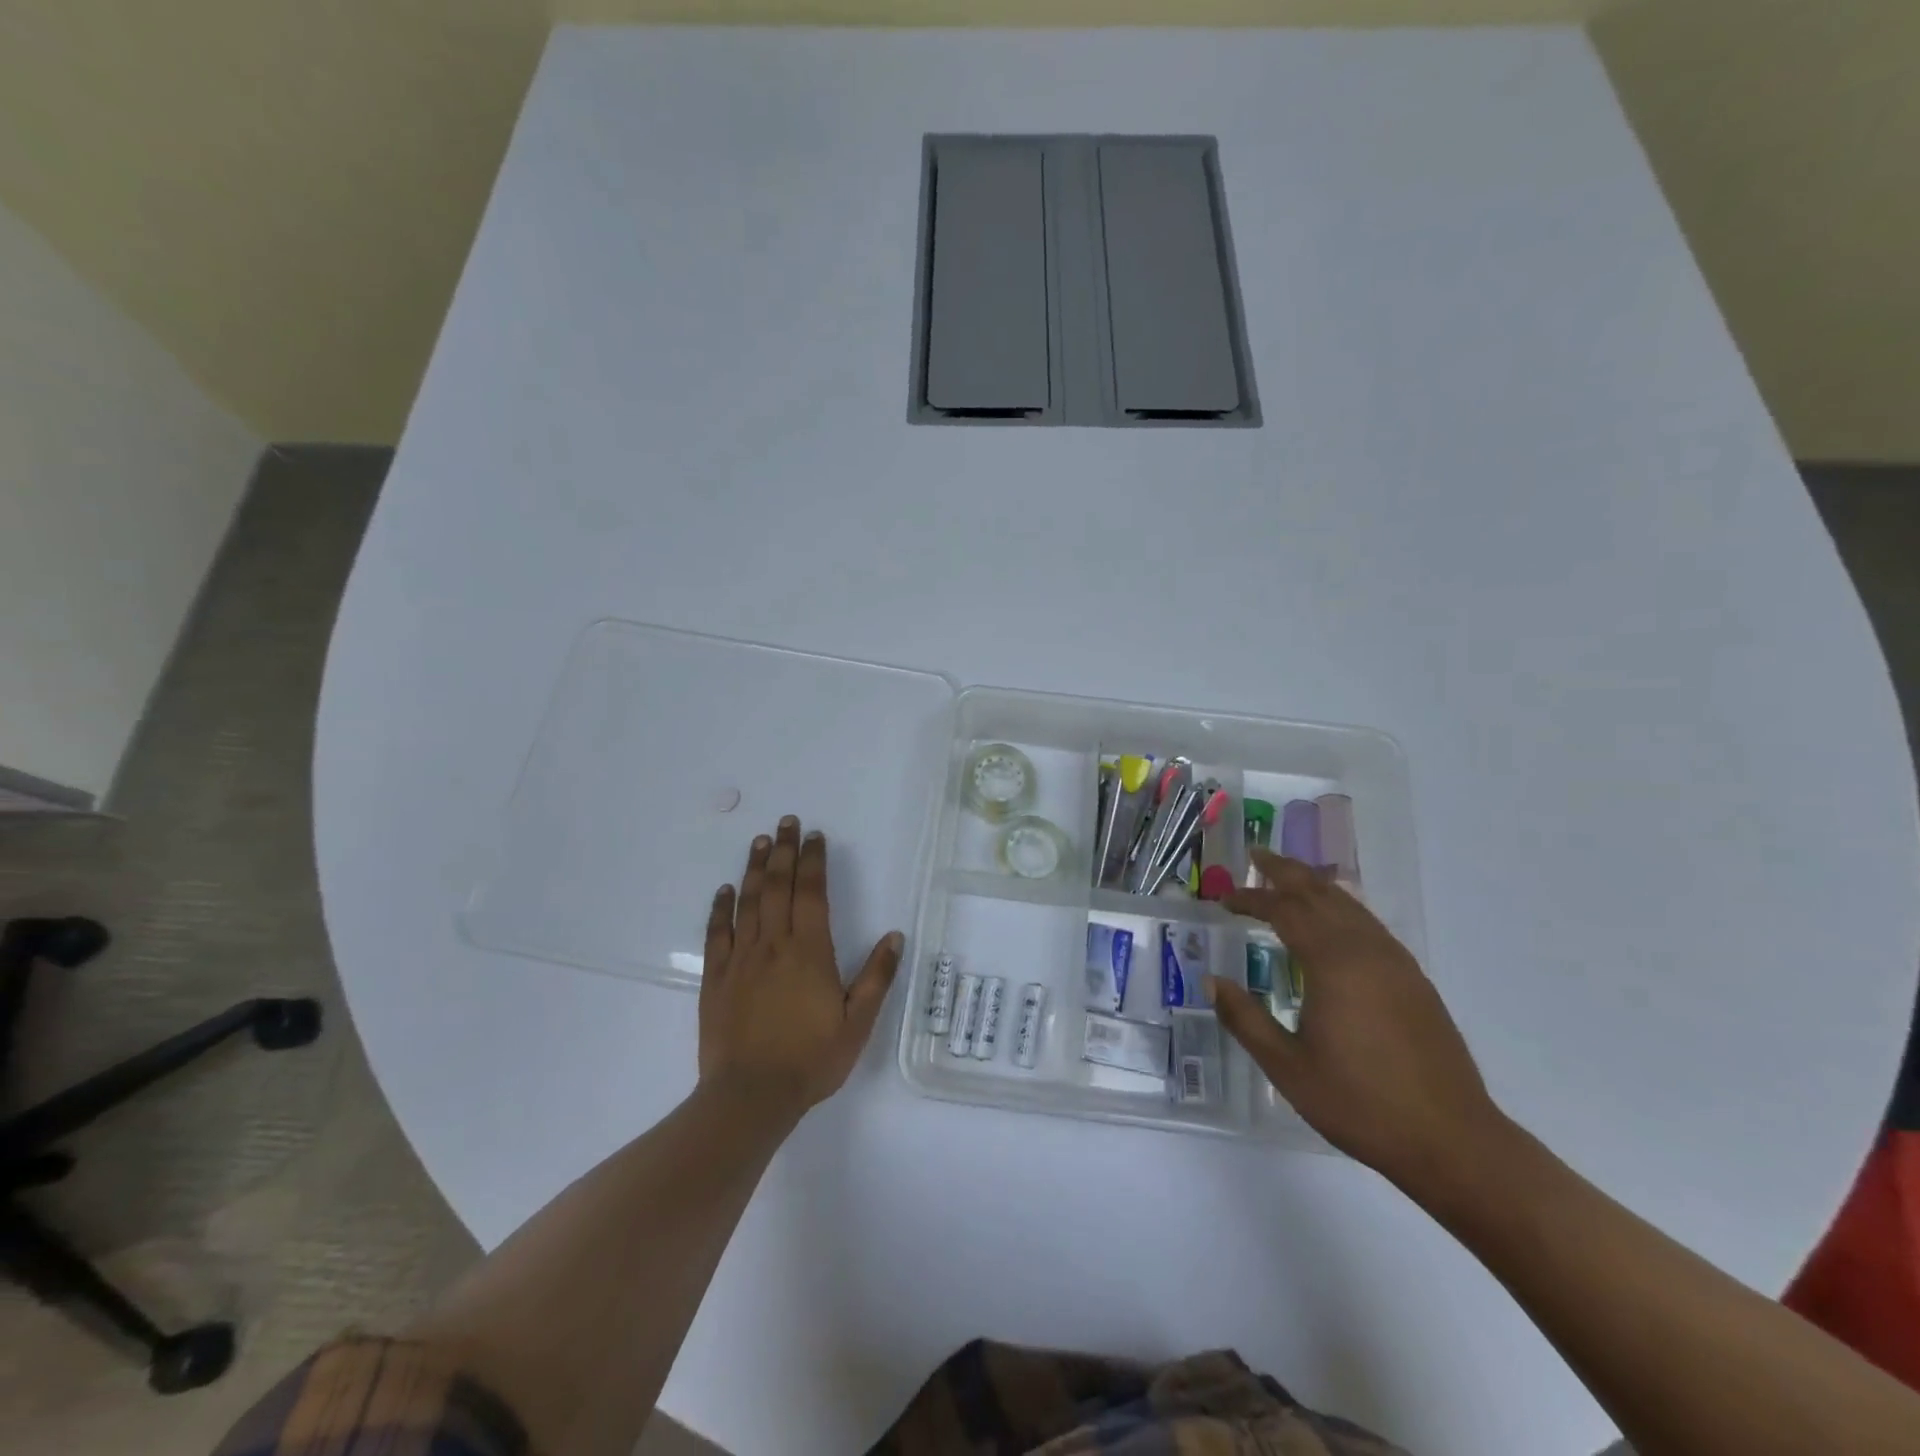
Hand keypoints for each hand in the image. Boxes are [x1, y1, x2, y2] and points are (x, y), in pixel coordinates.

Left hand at [699, 816, 902, 1122]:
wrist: (750, 1096)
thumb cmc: (811, 1059)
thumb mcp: (858, 1022)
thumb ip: (876, 976)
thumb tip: (895, 935)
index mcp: (810, 951)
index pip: (812, 893)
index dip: (813, 861)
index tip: (814, 835)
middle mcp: (774, 945)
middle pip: (778, 887)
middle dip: (783, 851)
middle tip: (786, 821)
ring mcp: (741, 959)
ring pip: (747, 902)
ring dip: (754, 868)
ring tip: (759, 841)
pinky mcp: (716, 978)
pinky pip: (717, 934)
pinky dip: (720, 908)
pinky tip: (724, 890)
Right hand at [1211, 849, 1501, 1188]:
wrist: (1453, 1141)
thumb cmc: (1360, 1104)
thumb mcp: (1287, 1067)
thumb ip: (1245, 1019)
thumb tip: (1212, 982)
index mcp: (1332, 964)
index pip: (1284, 910)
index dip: (1251, 899)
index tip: (1223, 900)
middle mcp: (1366, 951)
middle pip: (1321, 893)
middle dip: (1286, 871)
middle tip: (1257, 856)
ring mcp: (1396, 964)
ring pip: (1350, 905)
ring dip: (1316, 886)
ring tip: (1290, 879)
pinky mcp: (1414, 982)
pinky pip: (1369, 925)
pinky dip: (1342, 908)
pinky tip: (1335, 922)